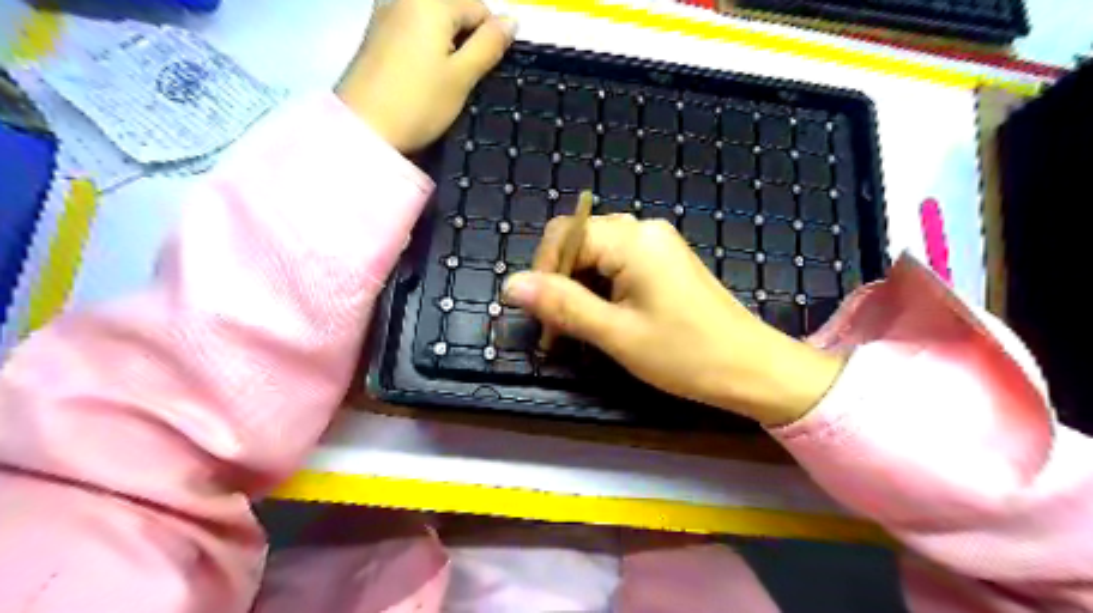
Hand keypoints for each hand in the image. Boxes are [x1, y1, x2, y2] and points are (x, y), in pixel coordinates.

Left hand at [339, 0, 516, 152]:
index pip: (479, 8)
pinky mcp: (375, 32)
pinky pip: (413, 28)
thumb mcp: (462, 77)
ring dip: (446, 45)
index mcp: (432, 1)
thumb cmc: (418, 103)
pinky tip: (422, 75)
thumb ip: (489, 45)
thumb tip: (511, 20)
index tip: (481, 74)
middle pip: (454, 10)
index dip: (489, 41)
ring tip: (442, 80)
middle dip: (466, 39)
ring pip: (434, 20)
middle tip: (462, 78)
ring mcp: (386, 12)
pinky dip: (425, 47)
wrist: (364, 127)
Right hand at [504, 215, 842, 426]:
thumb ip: (562, 304)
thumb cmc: (684, 354)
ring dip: (580, 288)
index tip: (543, 317)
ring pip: (598, 255)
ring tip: (579, 327)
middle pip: (581, 242)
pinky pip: (619, 263)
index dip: (543, 272)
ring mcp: (658, 244)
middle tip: (559, 329)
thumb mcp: (615, 333)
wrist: (751, 368)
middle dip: (561, 282)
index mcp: (633, 240)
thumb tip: (511, 284)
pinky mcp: (665, 261)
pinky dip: (602, 288)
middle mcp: (644, 230)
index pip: (565, 235)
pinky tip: (605, 317)